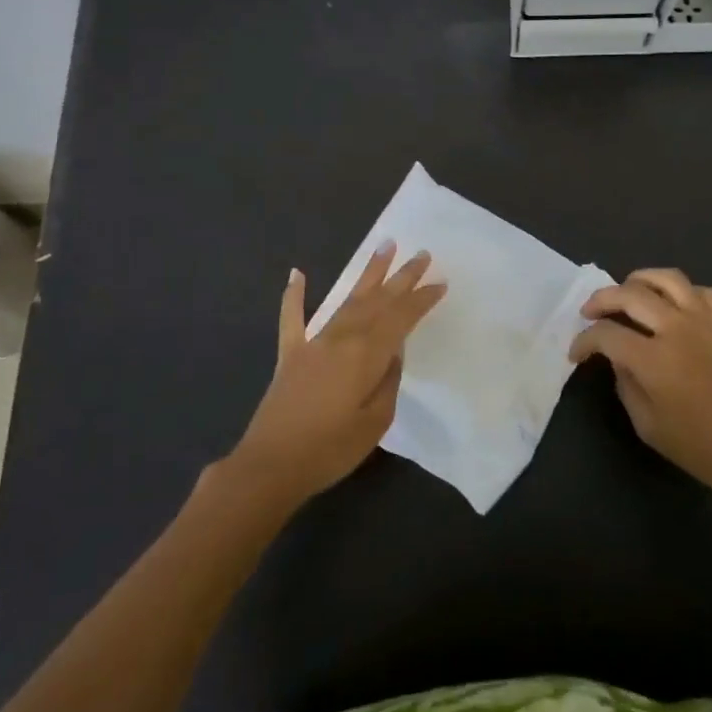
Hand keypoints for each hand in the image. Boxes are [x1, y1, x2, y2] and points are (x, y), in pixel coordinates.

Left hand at [226, 243, 445, 508]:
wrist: (271, 465)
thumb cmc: (330, 449)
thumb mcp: (376, 421)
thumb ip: (388, 381)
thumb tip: (392, 353)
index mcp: (366, 354)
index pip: (401, 318)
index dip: (421, 300)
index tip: (440, 282)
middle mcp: (342, 338)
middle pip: (377, 300)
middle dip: (401, 277)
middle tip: (422, 253)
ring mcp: (314, 342)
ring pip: (346, 299)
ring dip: (367, 274)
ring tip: (384, 246)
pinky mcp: (290, 354)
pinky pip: (292, 317)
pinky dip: (294, 295)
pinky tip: (296, 273)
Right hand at [571, 268, 711, 502]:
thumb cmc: (702, 448)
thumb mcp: (648, 426)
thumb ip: (626, 385)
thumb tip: (618, 360)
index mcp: (653, 359)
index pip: (606, 334)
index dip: (584, 341)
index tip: (576, 354)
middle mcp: (676, 328)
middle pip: (629, 294)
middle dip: (600, 300)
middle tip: (589, 313)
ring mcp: (705, 321)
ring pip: (666, 279)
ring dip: (638, 280)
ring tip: (626, 293)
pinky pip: (699, 291)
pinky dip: (678, 291)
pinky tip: (671, 305)